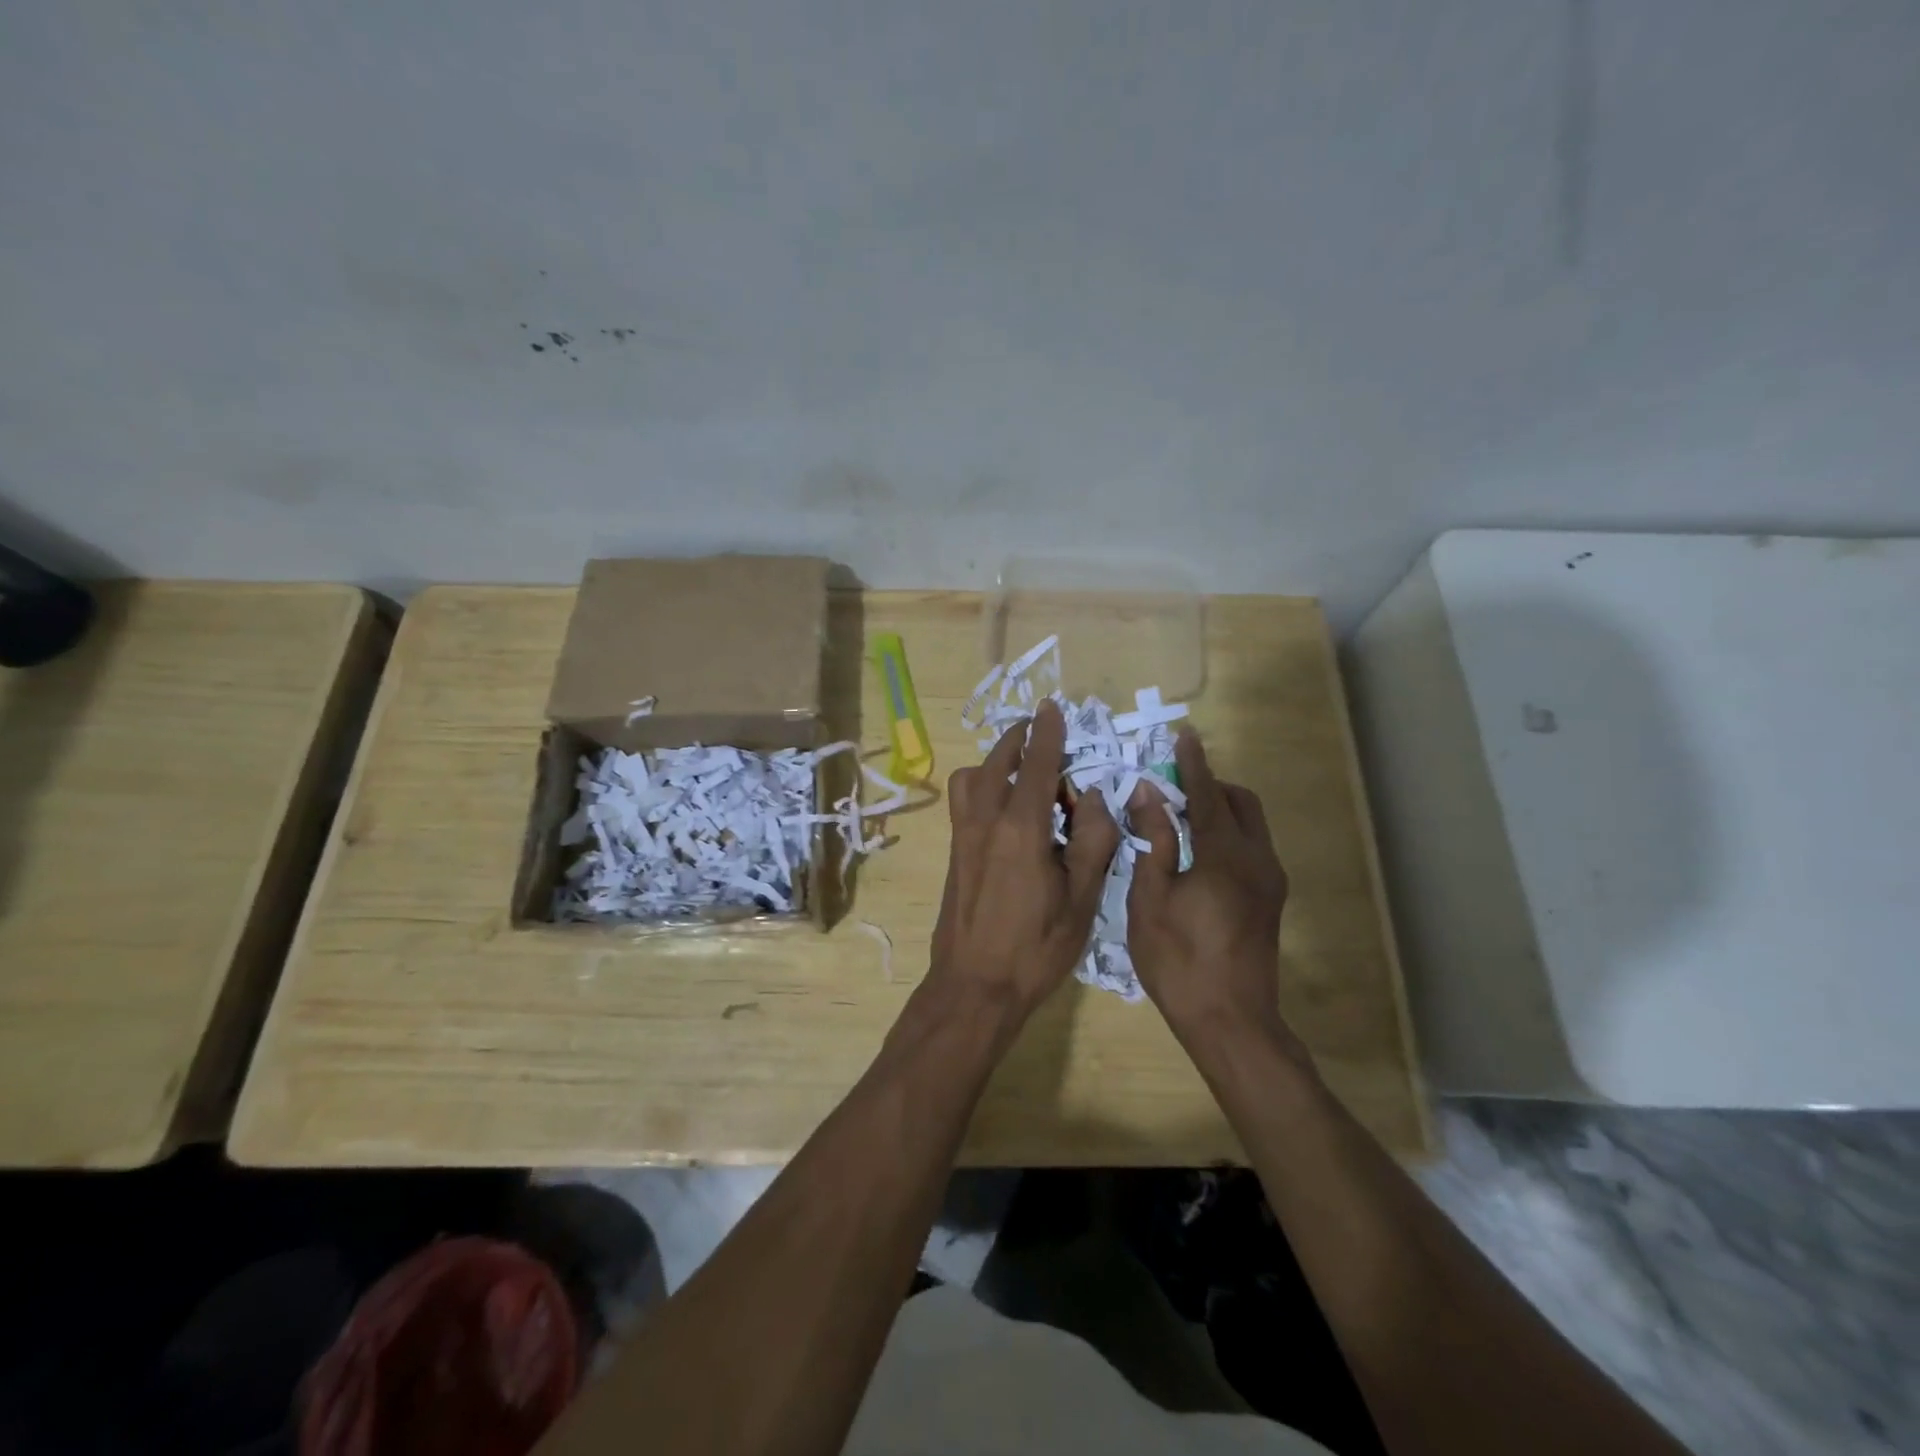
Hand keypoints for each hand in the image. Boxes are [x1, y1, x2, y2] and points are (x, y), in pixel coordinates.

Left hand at [930, 700, 1120, 1017]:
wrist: (974, 986)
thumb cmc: (1036, 947)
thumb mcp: (1082, 898)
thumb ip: (1094, 840)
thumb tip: (1095, 797)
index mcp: (1021, 828)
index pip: (1038, 764)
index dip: (1048, 733)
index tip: (1052, 706)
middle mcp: (985, 821)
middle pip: (998, 762)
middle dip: (1020, 740)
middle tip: (1042, 737)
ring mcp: (962, 836)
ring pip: (972, 778)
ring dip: (997, 762)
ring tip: (1024, 771)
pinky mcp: (952, 852)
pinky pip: (964, 800)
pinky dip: (983, 785)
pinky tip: (1006, 808)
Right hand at [1127, 731, 1308, 1065]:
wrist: (1231, 1021)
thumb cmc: (1178, 960)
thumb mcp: (1150, 899)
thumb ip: (1153, 841)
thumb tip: (1148, 795)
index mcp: (1224, 855)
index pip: (1208, 795)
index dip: (1192, 764)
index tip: (1184, 735)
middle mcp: (1257, 860)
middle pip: (1241, 802)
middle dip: (1211, 785)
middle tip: (1172, 787)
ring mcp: (1270, 882)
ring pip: (1251, 825)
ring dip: (1221, 809)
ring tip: (1180, 818)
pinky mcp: (1271, 900)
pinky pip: (1252, 847)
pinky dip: (1228, 834)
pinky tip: (1197, 853)